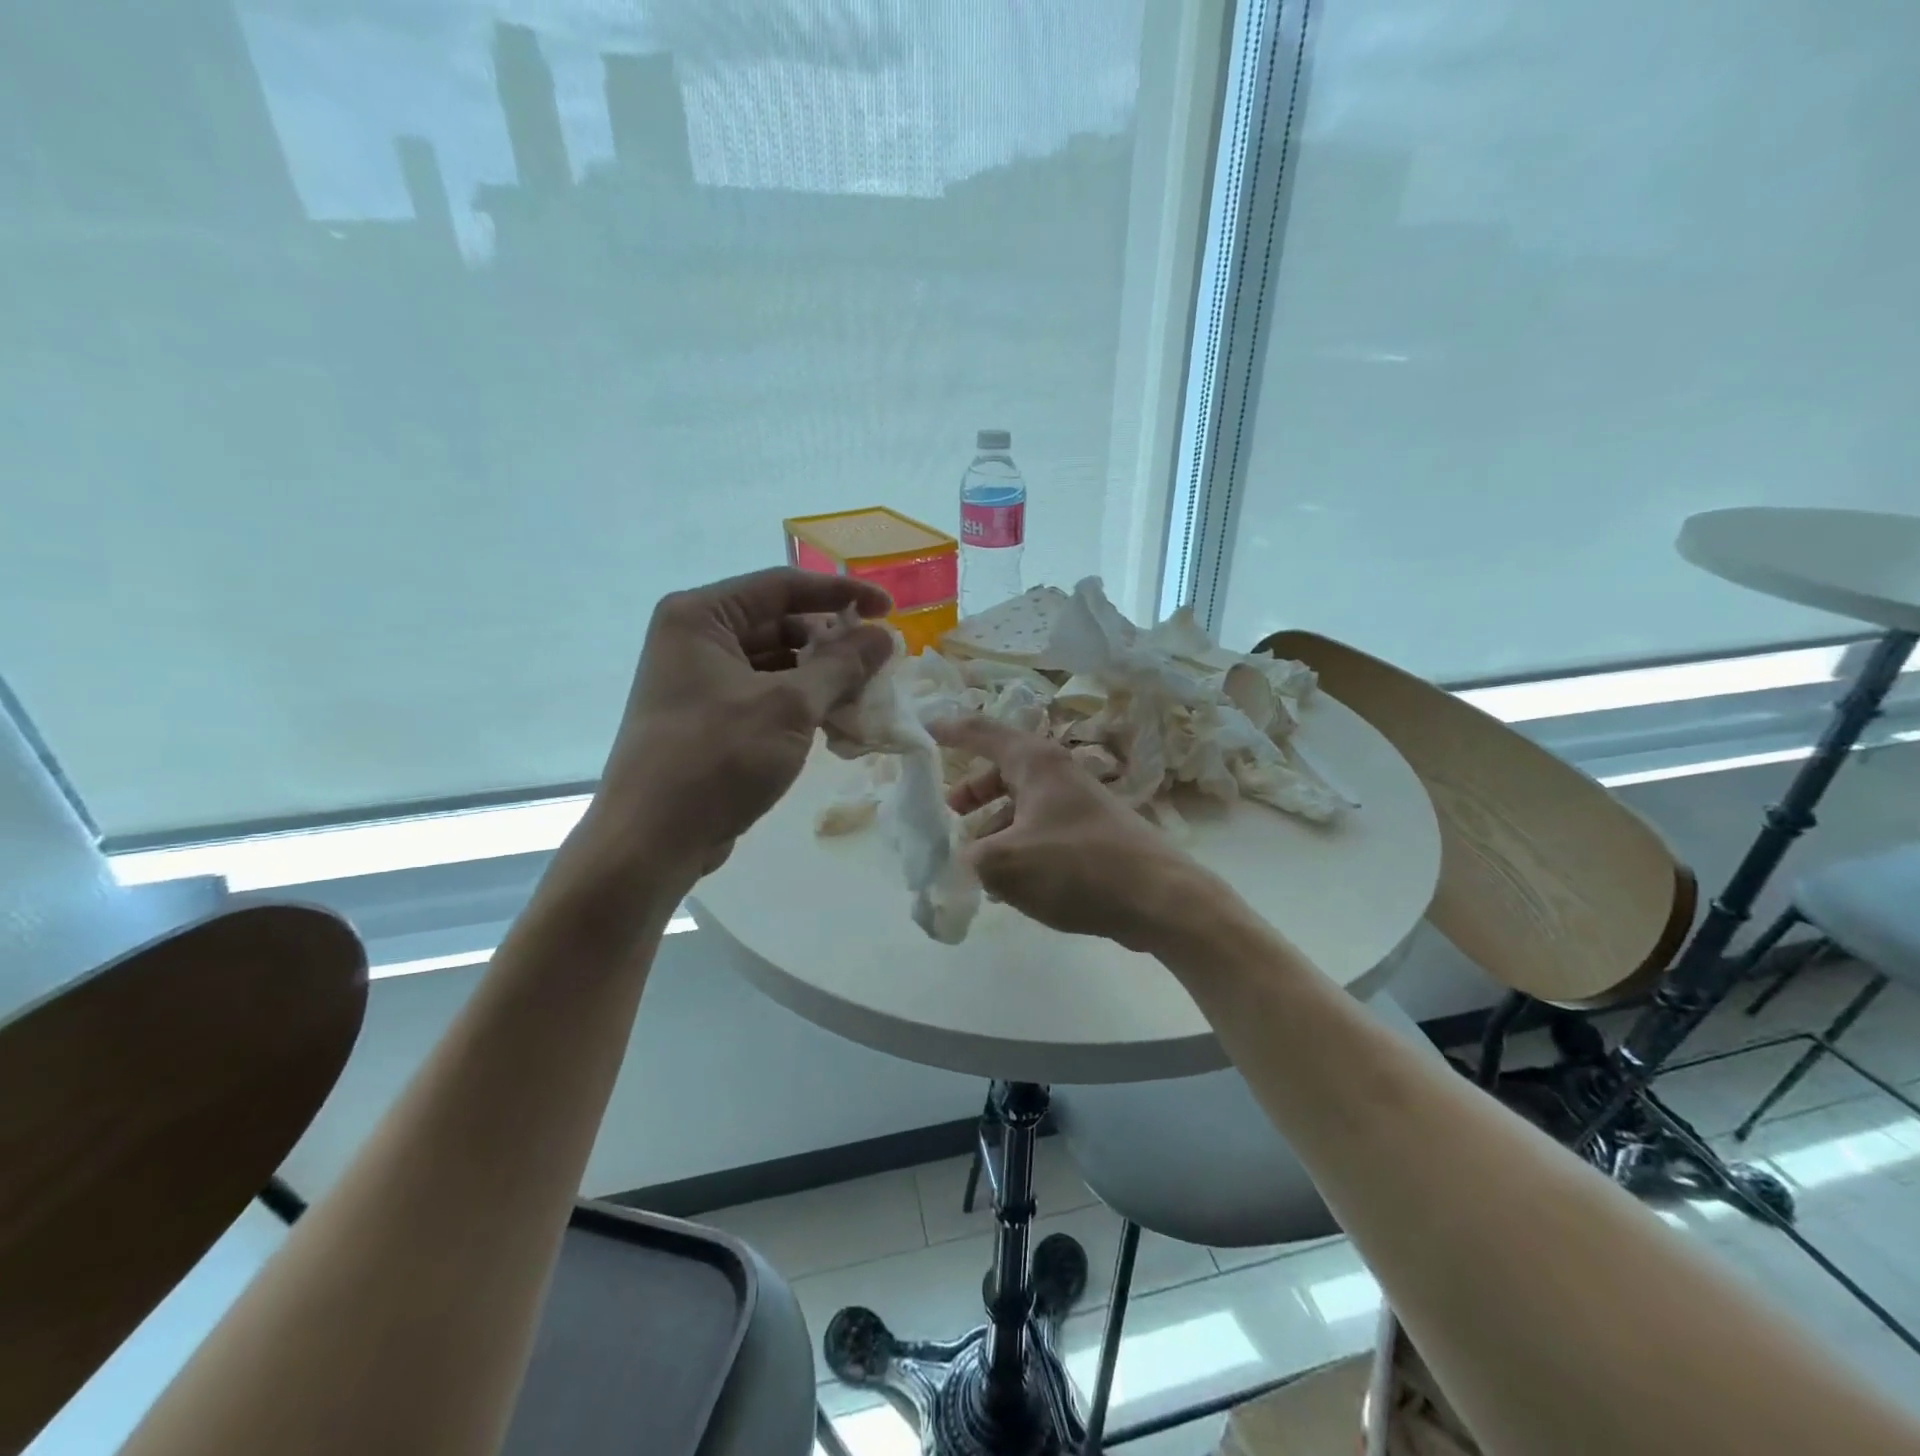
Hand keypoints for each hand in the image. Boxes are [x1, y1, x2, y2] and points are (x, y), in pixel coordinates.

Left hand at [581, 569, 893, 887]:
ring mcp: (701, 682)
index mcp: (701, 616)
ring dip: (822, 676)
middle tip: (881, 660)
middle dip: (833, 642)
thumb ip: (841, 665)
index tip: (888, 609)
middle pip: (780, 624)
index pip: (782, 586)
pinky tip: (838, 722)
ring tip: (867, 694)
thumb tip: (883, 637)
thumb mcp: (789, 706)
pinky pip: (767, 696)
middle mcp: (696, 639)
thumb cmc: (717, 758)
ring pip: (777, 664)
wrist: (652, 840)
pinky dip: (802, 703)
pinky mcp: (711, 719)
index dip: (841, 593)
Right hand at [930, 716, 1227, 953]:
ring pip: (1021, 803)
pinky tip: (1008, 882)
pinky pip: (1040, 829)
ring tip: (972, 858)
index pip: (981, 731)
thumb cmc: (1077, 867)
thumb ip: (969, 858)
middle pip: (1001, 769)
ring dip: (993, 824)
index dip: (949, 730)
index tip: (922, 730)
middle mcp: (1056, 773)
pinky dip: (1017, 844)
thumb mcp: (1008, 864)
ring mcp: (1076, 803)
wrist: (1159, 898)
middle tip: (946, 812)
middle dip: (971, 790)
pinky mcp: (1089, 833)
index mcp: (1035, 762)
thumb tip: (958, 860)